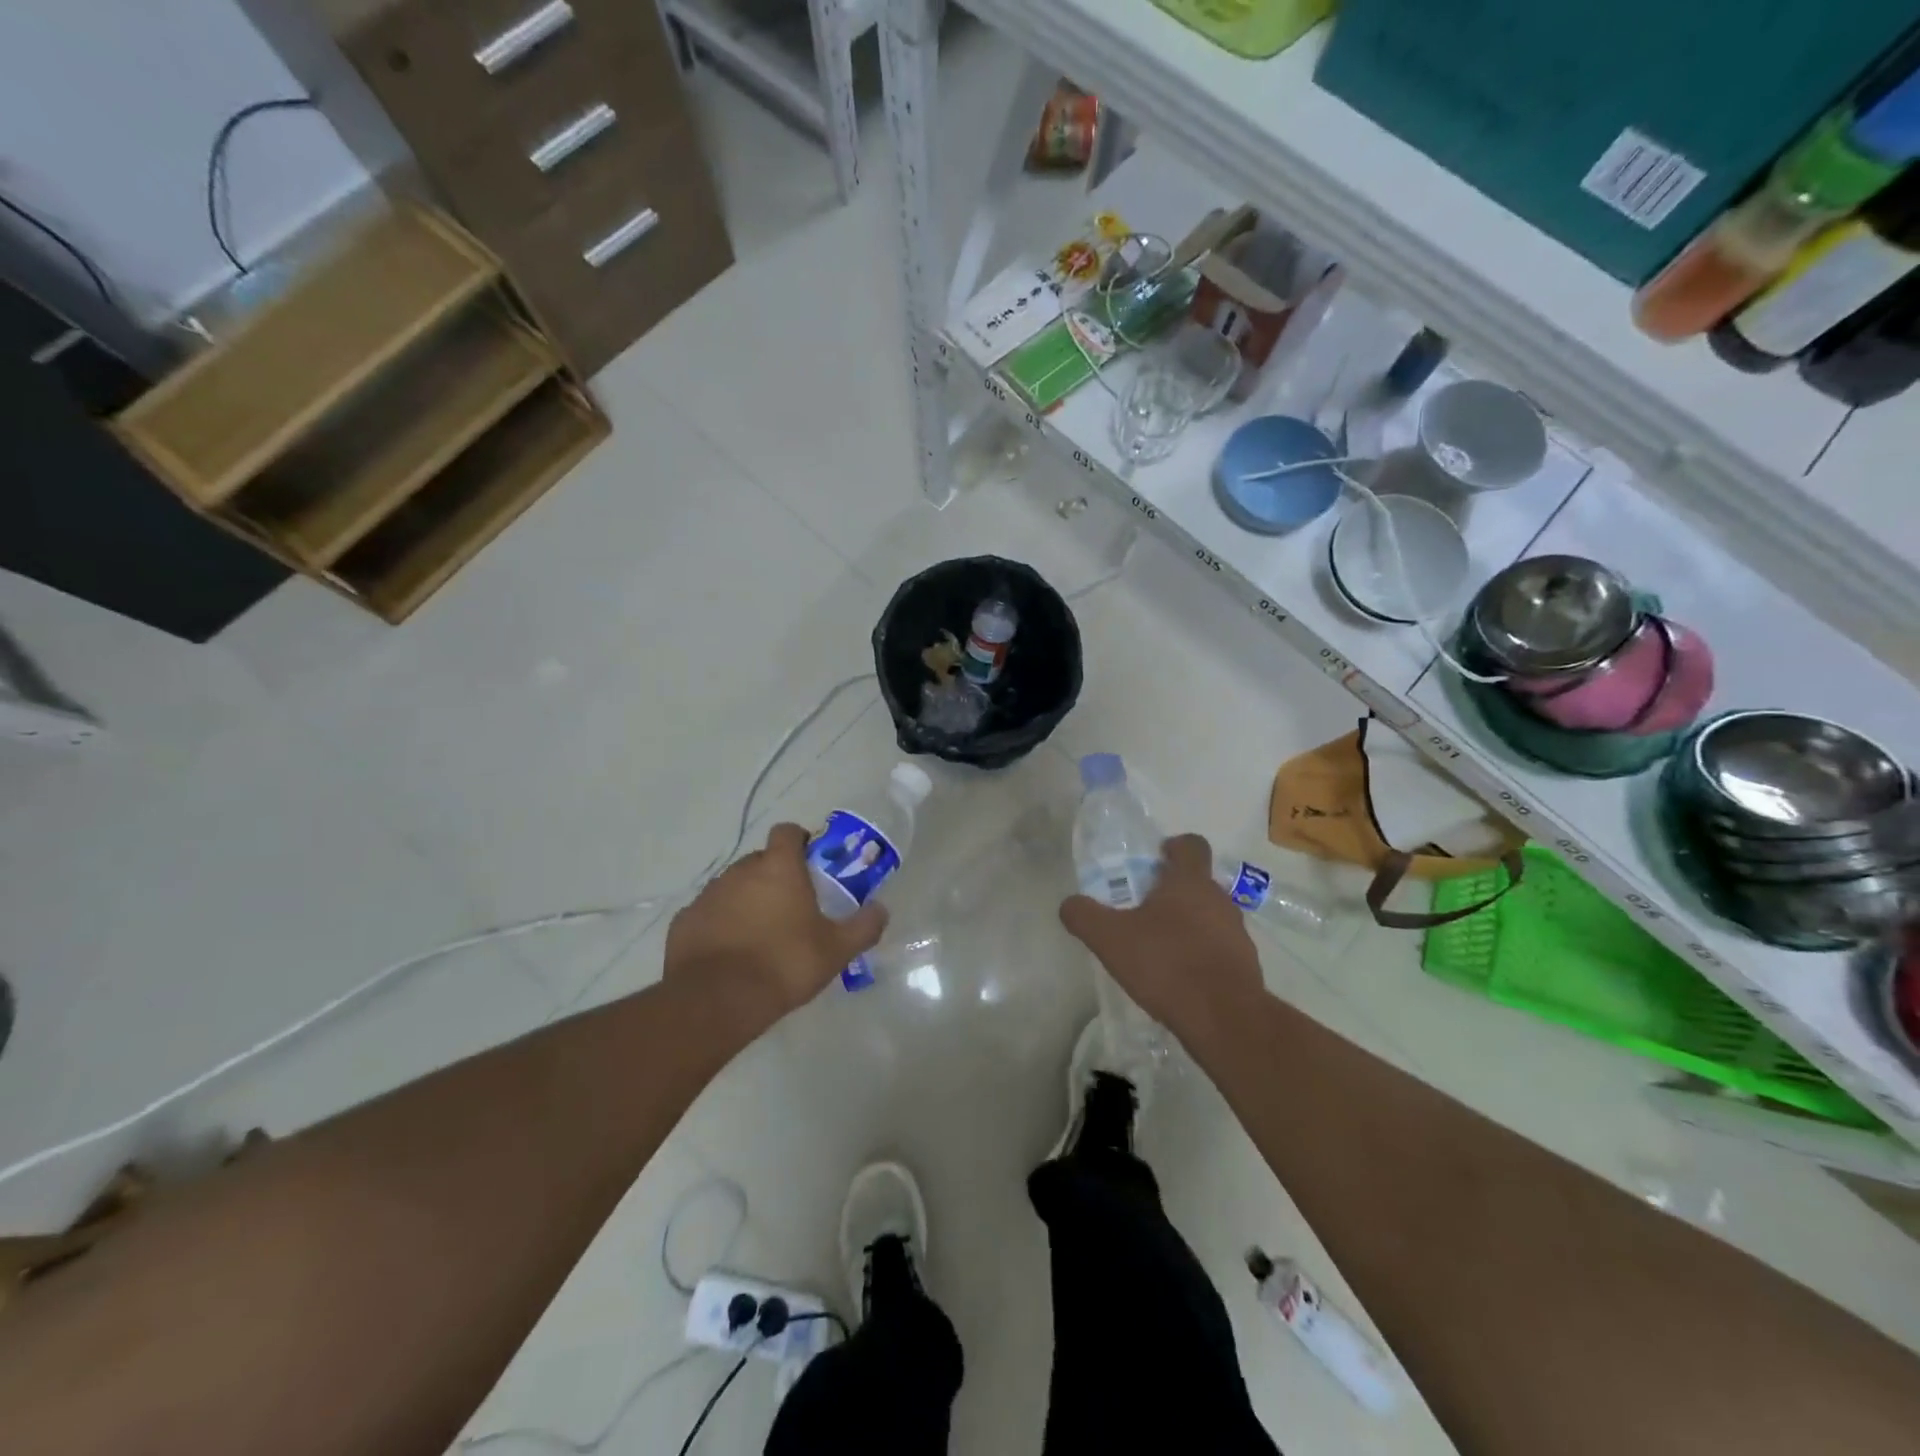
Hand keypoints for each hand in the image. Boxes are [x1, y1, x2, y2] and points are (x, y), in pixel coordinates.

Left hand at [664, 823, 887, 1025]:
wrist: (717, 1001)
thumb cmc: (784, 964)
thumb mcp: (836, 950)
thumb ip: (863, 926)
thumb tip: (881, 910)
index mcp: (779, 868)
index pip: (787, 832)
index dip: (800, 841)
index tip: (810, 863)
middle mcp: (741, 871)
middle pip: (761, 860)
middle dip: (775, 876)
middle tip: (792, 906)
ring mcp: (708, 894)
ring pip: (733, 886)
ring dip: (747, 900)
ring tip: (760, 934)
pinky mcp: (685, 921)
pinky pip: (709, 913)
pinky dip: (720, 923)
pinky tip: (730, 952)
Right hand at [1059, 832, 1264, 1044]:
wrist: (1224, 1017)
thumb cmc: (1166, 963)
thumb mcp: (1110, 938)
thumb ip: (1084, 916)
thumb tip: (1069, 904)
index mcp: (1189, 882)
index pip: (1192, 845)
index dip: (1174, 846)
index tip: (1156, 859)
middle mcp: (1219, 899)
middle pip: (1198, 882)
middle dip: (1172, 891)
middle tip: (1143, 909)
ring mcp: (1237, 933)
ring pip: (1210, 916)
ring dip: (1188, 924)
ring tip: (1159, 948)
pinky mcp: (1246, 965)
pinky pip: (1219, 949)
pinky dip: (1201, 955)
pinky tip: (1179, 978)